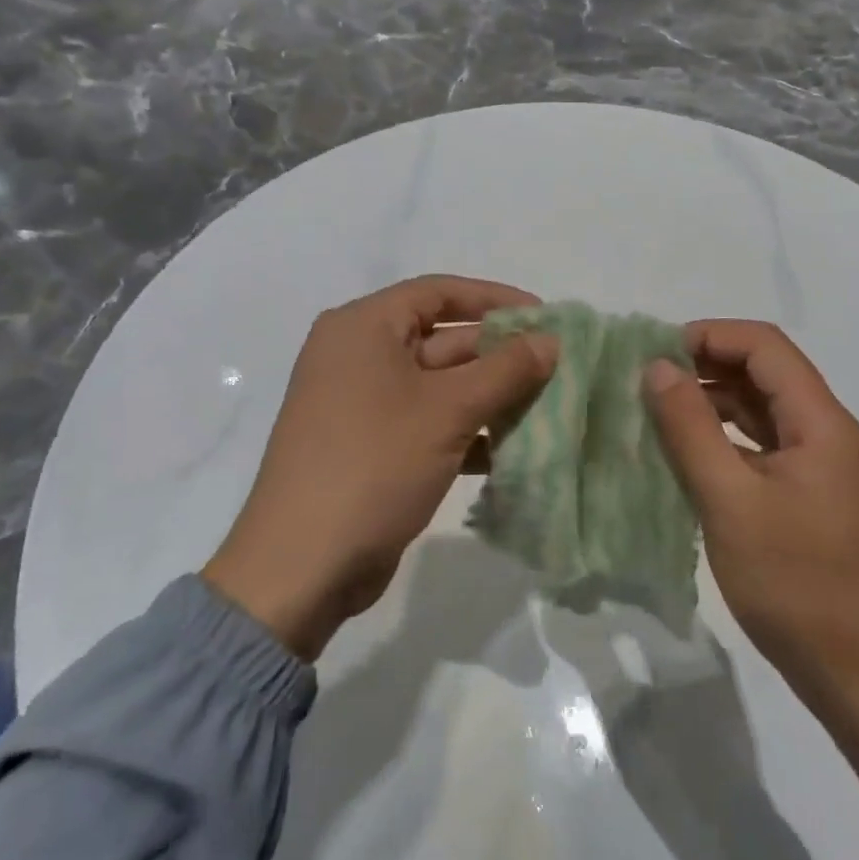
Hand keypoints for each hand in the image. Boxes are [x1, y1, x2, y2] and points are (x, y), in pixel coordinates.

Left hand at [203, 275, 556, 660]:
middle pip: (442, 340)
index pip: (439, 292)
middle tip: (556, 369)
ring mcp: (363, 404)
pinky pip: (428, 422)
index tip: (543, 316)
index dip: (494, 300)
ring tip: (545, 410)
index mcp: (363, 328)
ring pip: (440, 386)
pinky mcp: (372, 447)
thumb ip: (505, 371)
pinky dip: (467, 432)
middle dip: (499, 357)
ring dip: (489, 398)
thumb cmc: (374, 465)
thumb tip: (551, 341)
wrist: (303, 566)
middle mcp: (358, 356)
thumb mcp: (448, 411)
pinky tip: (509, 451)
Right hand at [645, 320, 858, 826]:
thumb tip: (656, 367)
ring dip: (714, 401)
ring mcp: (823, 467)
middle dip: (707, 365)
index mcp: (823, 424)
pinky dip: (726, 437)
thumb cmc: (795, 584)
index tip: (656, 352)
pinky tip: (686, 451)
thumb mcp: (730, 501)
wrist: (857, 676)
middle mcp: (830, 433)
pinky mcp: (811, 496)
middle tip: (648, 379)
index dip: (711, 336)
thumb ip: (690, 428)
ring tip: (657, 409)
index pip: (766, 347)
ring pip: (764, 410)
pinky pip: (765, 445)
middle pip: (767, 373)